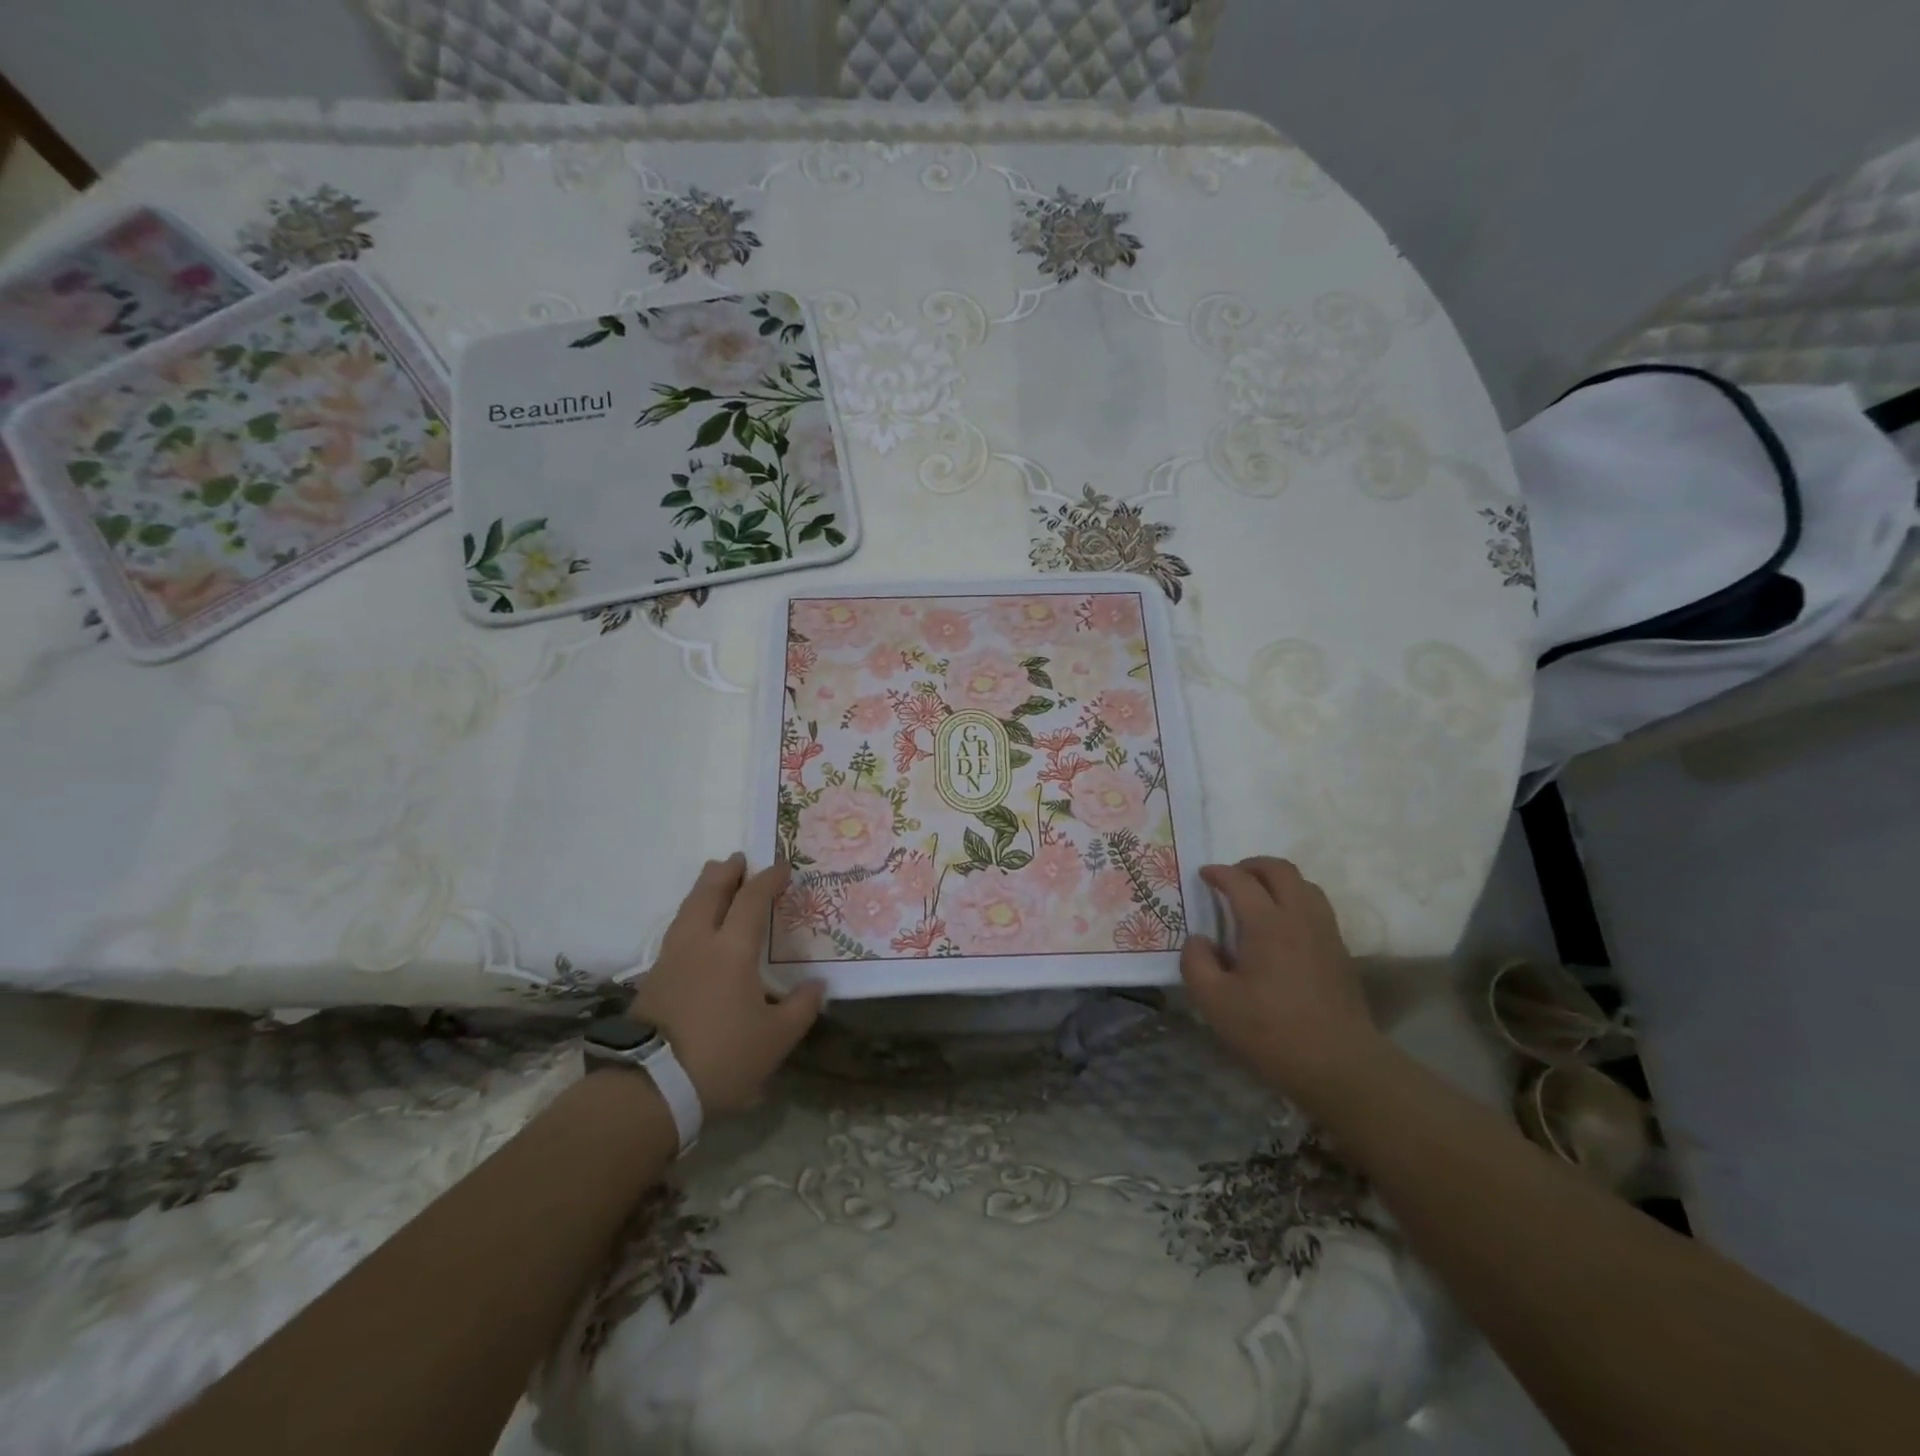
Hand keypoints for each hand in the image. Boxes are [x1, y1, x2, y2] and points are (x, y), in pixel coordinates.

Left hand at [627, 854, 824, 1115]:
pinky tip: (696, 928)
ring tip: (714, 880)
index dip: (768, 880)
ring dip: (704, 889)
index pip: (751, 900)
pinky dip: (691, 915)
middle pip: (709, 893)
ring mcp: (671, 959)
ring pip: (687, 909)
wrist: (651, 1088)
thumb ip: (801, 1007)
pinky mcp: (653, 979)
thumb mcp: (776, 1038)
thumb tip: (818, 986)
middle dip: (726, 873)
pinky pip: (677, 930)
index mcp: (731, 949)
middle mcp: (699, 943)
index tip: (782, 867)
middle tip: (739, 859)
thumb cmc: (722, 1056)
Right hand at [1180, 856, 1386, 1108]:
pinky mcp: (1340, 952)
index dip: (1218, 873)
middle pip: (1280, 870)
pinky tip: (1282, 927)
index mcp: (1267, 924)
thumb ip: (1196, 963)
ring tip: (1258, 897)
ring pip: (1305, 885)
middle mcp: (1300, 917)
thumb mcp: (1215, 1002)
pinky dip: (1296, 901)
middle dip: (1251, 866)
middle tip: (1232, 878)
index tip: (1203, 875)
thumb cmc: (1272, 1032)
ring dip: (1278, 881)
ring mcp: (1326, 933)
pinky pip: (1317, 908)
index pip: (1240, 881)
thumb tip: (1199, 940)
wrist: (1341, 1065)